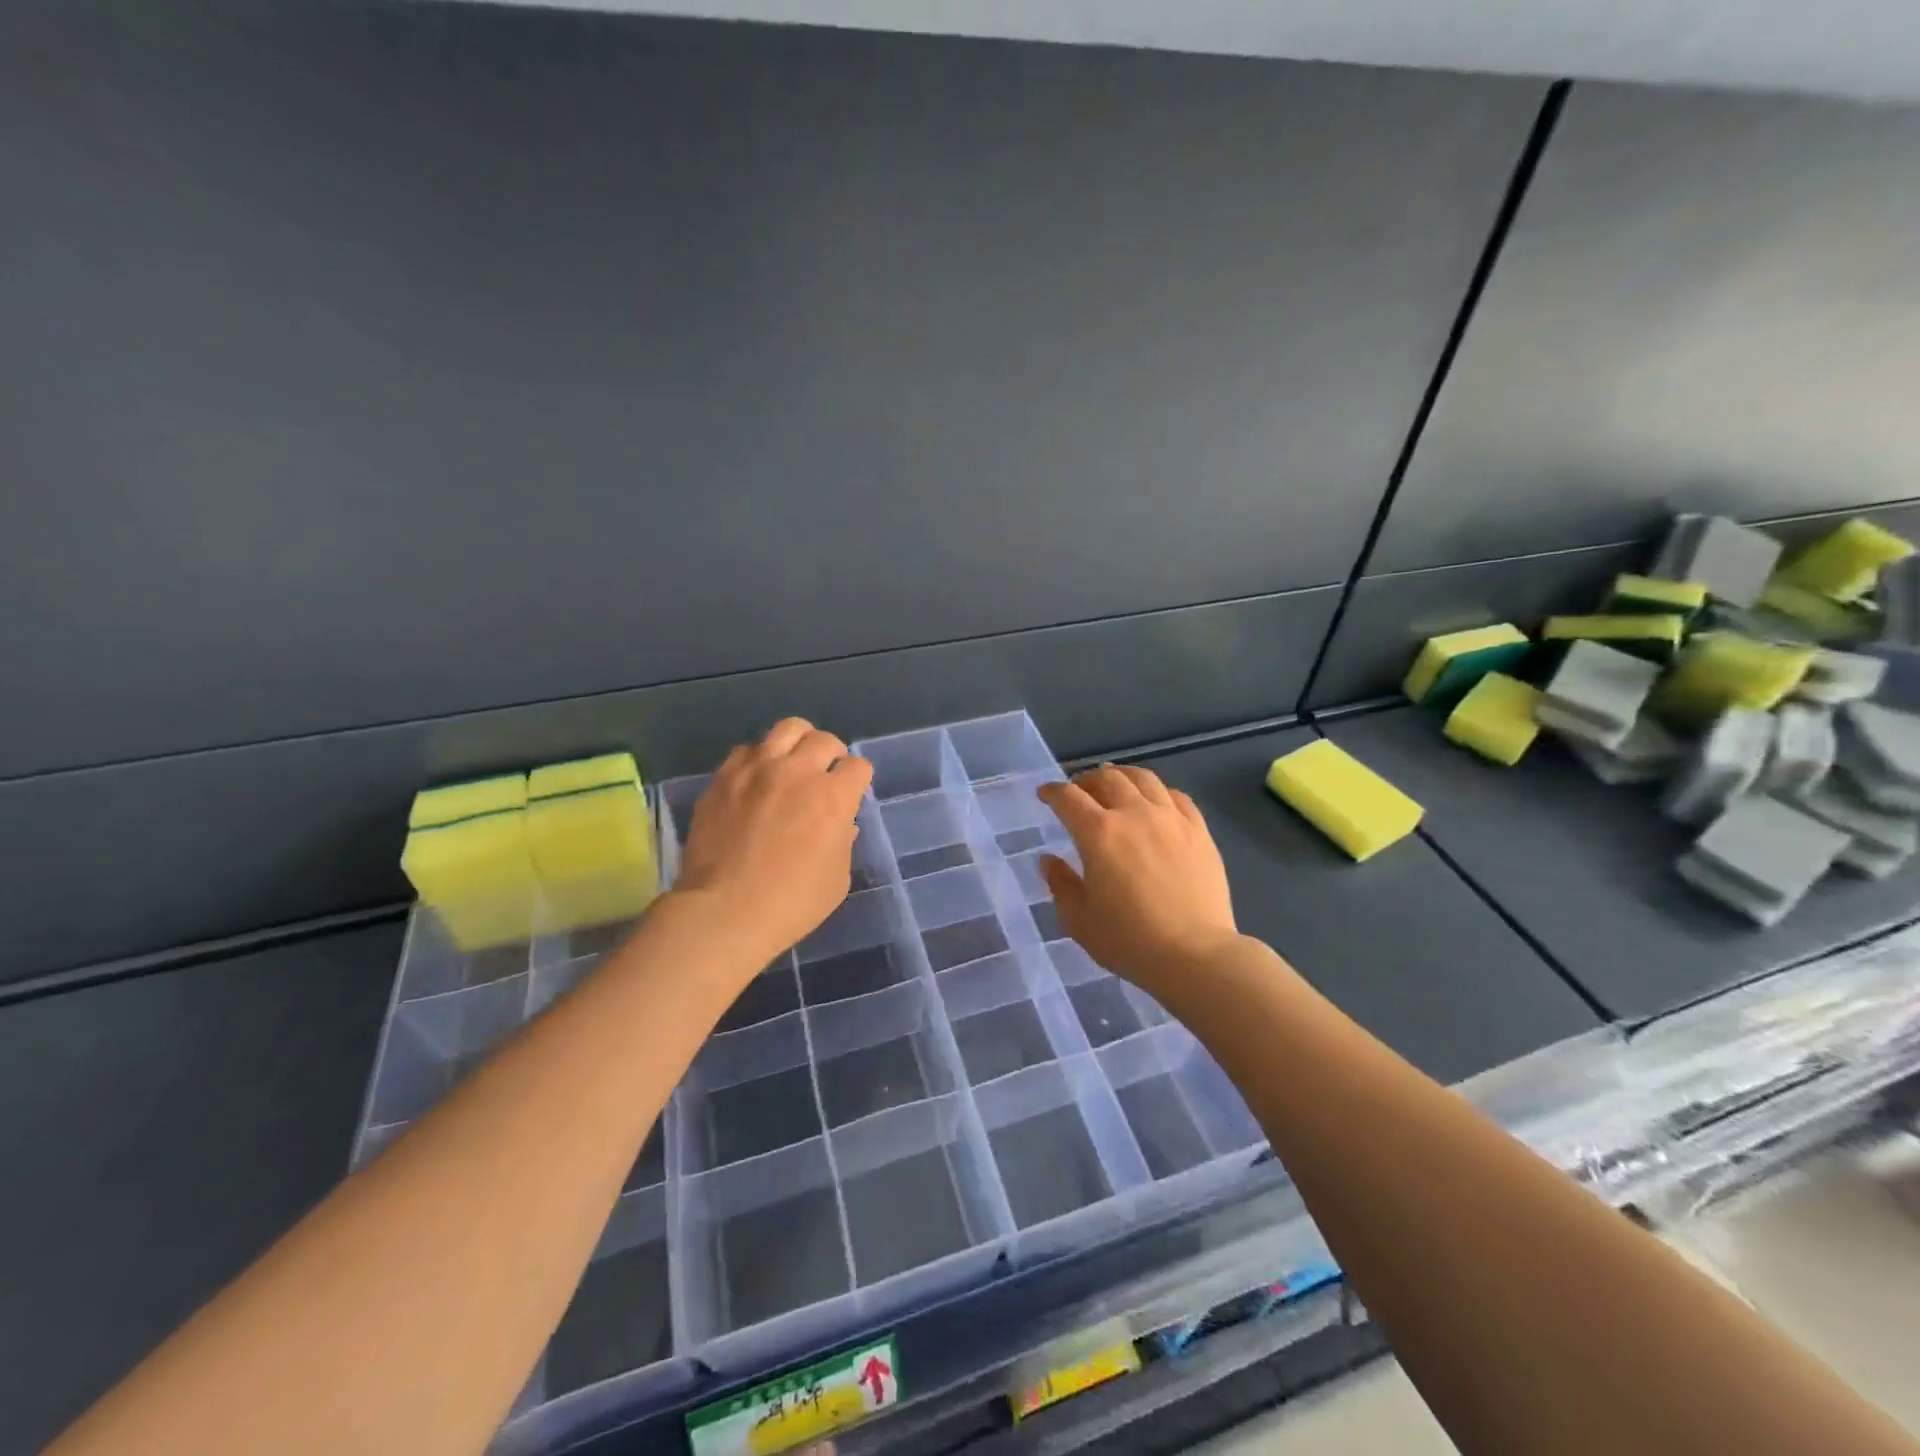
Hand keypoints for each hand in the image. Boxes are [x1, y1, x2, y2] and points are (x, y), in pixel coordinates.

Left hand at [675, 719, 873, 966]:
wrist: (724, 912)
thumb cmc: (791, 903)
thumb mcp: (837, 879)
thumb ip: (843, 842)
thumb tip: (840, 824)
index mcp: (832, 797)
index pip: (858, 767)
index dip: (857, 781)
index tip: (851, 795)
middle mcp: (797, 772)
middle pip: (824, 739)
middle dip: (832, 755)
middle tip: (825, 775)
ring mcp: (756, 770)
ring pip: (786, 729)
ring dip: (798, 744)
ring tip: (793, 763)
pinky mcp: (723, 778)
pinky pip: (747, 750)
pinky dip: (759, 759)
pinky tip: (756, 780)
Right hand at [1038, 765, 1238, 996]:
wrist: (1195, 955)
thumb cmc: (1129, 940)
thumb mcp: (1079, 920)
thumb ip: (1060, 884)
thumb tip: (1049, 860)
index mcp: (1099, 833)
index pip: (1068, 798)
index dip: (1052, 792)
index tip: (1045, 794)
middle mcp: (1134, 814)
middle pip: (1106, 778)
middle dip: (1086, 780)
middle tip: (1079, 791)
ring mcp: (1171, 819)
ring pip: (1143, 779)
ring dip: (1122, 776)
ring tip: (1115, 783)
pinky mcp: (1199, 830)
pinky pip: (1176, 796)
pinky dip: (1158, 792)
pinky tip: (1155, 801)